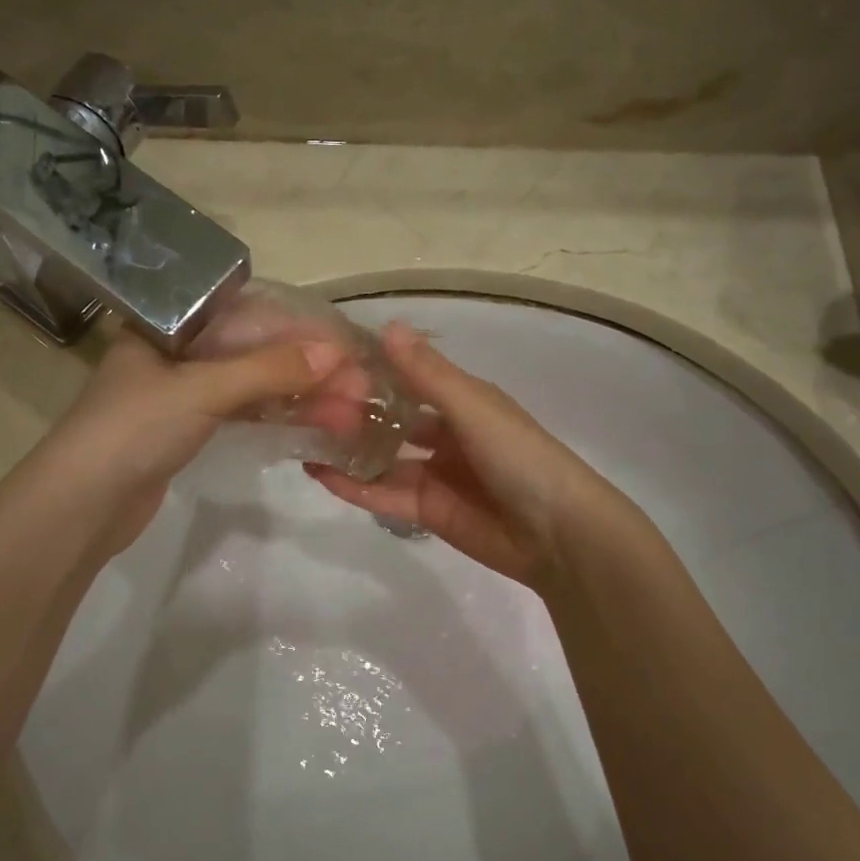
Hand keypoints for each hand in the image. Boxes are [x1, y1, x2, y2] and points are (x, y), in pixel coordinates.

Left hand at [39, 326, 342, 554]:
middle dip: (306, 368)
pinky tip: (312, 422)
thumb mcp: (201, 390)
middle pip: (253, 350)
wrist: (81, 506)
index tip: (346, 348)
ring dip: (297, 395)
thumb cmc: (133, 430)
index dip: (299, 330)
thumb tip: (335, 355)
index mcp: (168, 325)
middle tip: (358, 388)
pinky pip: (240, 412)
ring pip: (250, 384)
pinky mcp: (186, 430)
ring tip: (347, 409)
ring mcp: (181, 393)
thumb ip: (267, 371)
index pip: (247, 314)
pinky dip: (274, 415)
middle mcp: (176, 351)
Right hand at [306, 323, 624, 589]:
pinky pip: (383, 494)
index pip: (407, 378)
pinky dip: (353, 485)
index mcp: (461, 401)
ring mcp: (433, 474)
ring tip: (301, 440)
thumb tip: (388, 326)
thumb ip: (427, 374)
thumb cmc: (520, 456)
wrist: (558, 534)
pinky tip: (319, 474)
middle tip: (303, 406)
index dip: (370, 370)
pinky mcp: (425, 511)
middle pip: (390, 419)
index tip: (325, 362)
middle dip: (352, 413)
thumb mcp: (473, 408)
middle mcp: (444, 433)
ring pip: (381, 458)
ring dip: (347, 450)